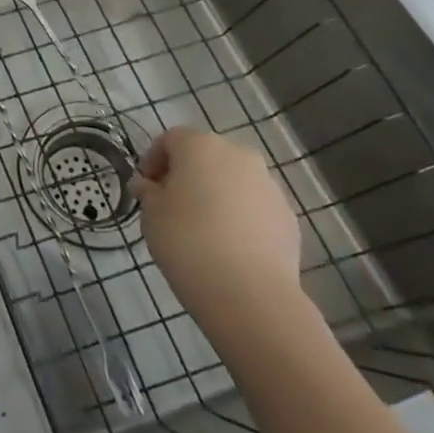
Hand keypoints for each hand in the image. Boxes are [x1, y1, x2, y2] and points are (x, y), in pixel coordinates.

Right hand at [132, 126, 302, 334]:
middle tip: (171, 205)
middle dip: (187, 175)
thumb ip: (149, 192)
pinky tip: (228, 246)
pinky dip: (239, 217)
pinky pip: (254, 207)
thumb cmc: (187, 241)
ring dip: (216, 194)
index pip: (170, 139)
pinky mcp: (288, 217)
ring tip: (202, 229)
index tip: (145, 188)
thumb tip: (149, 186)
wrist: (249, 293)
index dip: (153, 160)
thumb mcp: (151, 214)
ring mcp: (269, 186)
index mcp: (200, 146)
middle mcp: (238, 155)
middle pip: (205, 156)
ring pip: (233, 181)